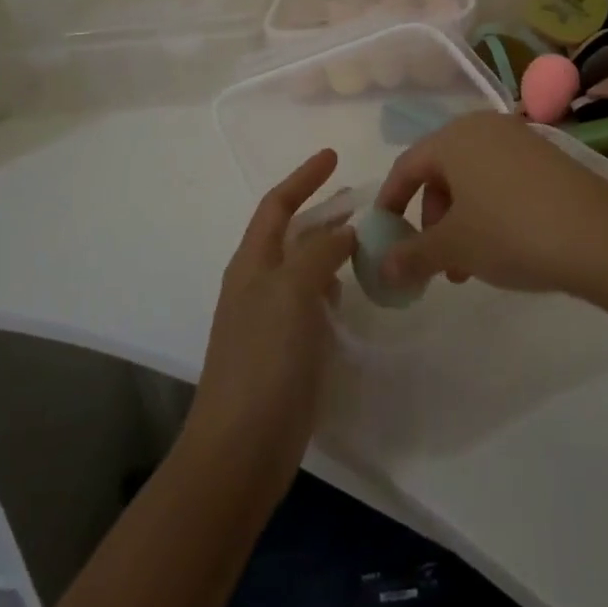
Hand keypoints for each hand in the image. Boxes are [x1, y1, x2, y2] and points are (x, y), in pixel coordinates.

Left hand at [184, 150, 355, 503]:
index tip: (334, 156)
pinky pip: (314, 304)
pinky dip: (333, 287)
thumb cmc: (263, 360)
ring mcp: (272, 320)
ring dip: (332, 249)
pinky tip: (352, 292)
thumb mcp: (291, 292)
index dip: (303, 178)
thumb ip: (318, 253)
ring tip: (366, 241)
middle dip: (323, 211)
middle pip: (292, 234)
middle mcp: (259, 285)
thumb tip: (344, 231)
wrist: (241, 449)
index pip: (277, 205)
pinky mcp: (288, 351)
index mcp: (252, 264)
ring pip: (306, 269)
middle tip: (362, 200)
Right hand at [372, 112, 607, 301]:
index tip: (384, 236)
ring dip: (461, 221)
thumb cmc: (512, 232)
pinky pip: (502, 179)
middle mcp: (484, 127)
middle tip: (438, 261)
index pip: (407, 166)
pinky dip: (490, 211)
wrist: (602, 237)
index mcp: (454, 137)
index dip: (390, 202)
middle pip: (441, 172)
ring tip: (470, 266)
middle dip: (432, 219)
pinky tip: (504, 247)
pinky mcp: (548, 157)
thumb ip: (411, 256)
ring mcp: (520, 139)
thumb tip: (381, 268)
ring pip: (473, 179)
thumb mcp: (454, 248)